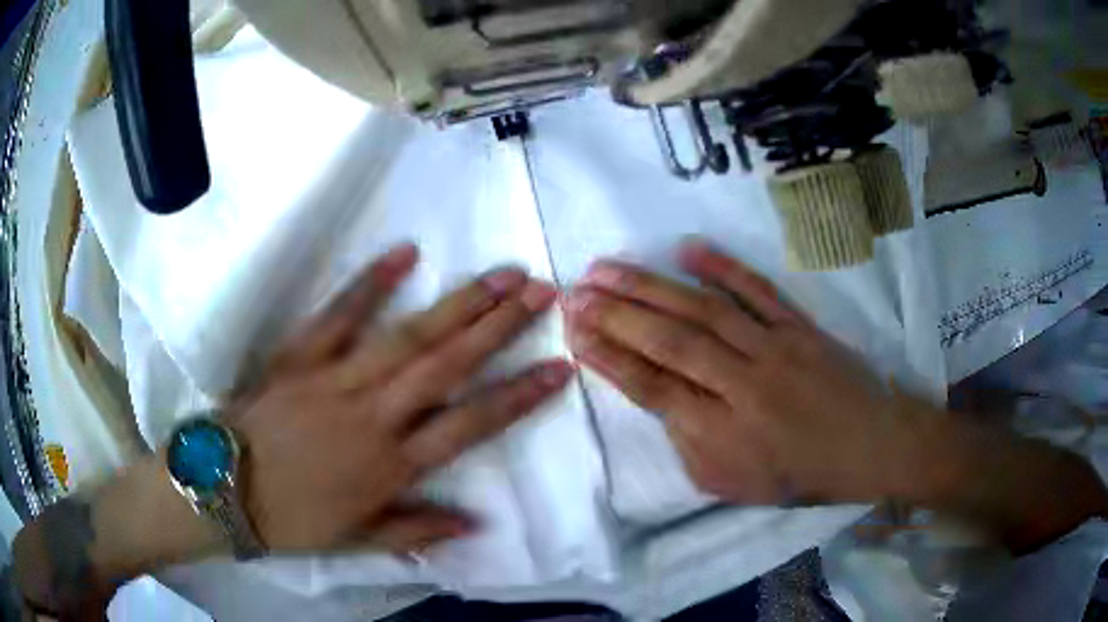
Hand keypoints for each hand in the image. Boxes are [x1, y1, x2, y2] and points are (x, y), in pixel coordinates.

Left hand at [230, 243, 572, 552]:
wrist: (222, 487)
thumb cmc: (292, 519)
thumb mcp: (358, 540)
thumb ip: (416, 529)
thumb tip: (476, 525)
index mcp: (391, 465)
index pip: (470, 425)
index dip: (519, 396)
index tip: (559, 367)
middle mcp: (373, 415)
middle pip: (447, 365)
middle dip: (500, 327)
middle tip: (541, 293)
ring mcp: (336, 379)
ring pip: (408, 337)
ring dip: (458, 303)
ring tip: (500, 275)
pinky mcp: (300, 356)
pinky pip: (339, 315)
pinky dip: (370, 283)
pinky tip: (405, 253)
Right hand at [564, 239, 947, 504]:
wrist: (871, 446)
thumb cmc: (801, 475)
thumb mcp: (733, 485)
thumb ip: (689, 446)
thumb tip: (661, 402)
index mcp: (723, 435)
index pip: (652, 388)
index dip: (609, 357)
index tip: (573, 331)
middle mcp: (743, 386)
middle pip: (669, 343)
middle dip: (616, 314)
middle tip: (575, 291)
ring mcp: (773, 348)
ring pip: (703, 311)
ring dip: (651, 286)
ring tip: (607, 267)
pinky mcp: (798, 325)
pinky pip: (757, 290)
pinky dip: (722, 266)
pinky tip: (686, 248)